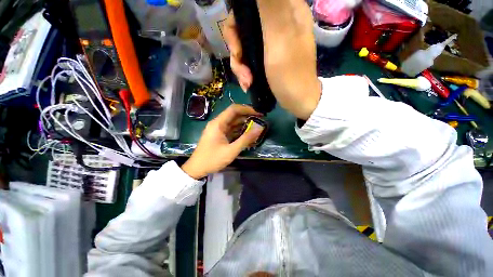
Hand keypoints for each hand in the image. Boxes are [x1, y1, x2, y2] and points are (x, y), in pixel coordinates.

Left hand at [181, 105, 264, 178]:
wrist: (197, 169)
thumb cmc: (212, 159)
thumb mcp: (231, 150)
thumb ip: (246, 139)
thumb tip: (259, 129)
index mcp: (218, 123)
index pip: (234, 109)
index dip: (247, 109)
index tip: (258, 113)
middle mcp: (218, 124)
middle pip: (234, 115)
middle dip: (247, 117)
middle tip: (260, 121)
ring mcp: (218, 130)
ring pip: (233, 123)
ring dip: (244, 124)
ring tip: (256, 128)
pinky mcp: (219, 136)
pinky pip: (231, 130)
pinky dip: (239, 131)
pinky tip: (248, 135)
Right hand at [222, 0, 321, 119]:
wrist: (298, 102)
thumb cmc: (290, 75)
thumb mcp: (280, 39)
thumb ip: (271, 7)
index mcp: (286, 11)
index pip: (250, 6)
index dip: (236, 24)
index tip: (237, 47)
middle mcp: (278, 23)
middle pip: (243, 27)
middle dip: (237, 51)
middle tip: (242, 71)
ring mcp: (271, 42)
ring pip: (244, 45)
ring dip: (240, 67)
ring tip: (247, 82)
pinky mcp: (267, 57)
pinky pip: (249, 58)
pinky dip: (245, 72)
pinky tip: (248, 84)